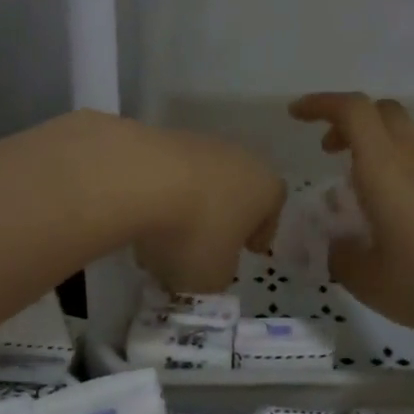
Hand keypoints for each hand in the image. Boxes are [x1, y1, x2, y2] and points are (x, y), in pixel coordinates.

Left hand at [113, 117, 285, 294]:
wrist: (141, 179)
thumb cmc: (195, 233)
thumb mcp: (213, 276)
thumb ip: (218, 275)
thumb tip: (210, 268)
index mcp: (266, 188)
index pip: (272, 210)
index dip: (260, 233)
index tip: (248, 249)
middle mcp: (240, 158)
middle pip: (236, 191)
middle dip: (221, 218)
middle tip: (204, 245)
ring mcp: (201, 143)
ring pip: (201, 181)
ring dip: (188, 205)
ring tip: (163, 236)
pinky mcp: (163, 137)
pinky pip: (169, 173)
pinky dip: (160, 193)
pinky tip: (141, 215)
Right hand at [288, 93, 413, 341]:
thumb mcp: (370, 281)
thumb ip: (340, 257)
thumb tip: (332, 244)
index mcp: (385, 170)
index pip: (353, 110)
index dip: (321, 103)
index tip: (296, 115)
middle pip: (382, 112)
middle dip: (348, 122)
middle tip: (329, 150)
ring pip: (405, 139)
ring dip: (376, 151)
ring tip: (363, 198)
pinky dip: (402, 173)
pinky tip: (404, 219)